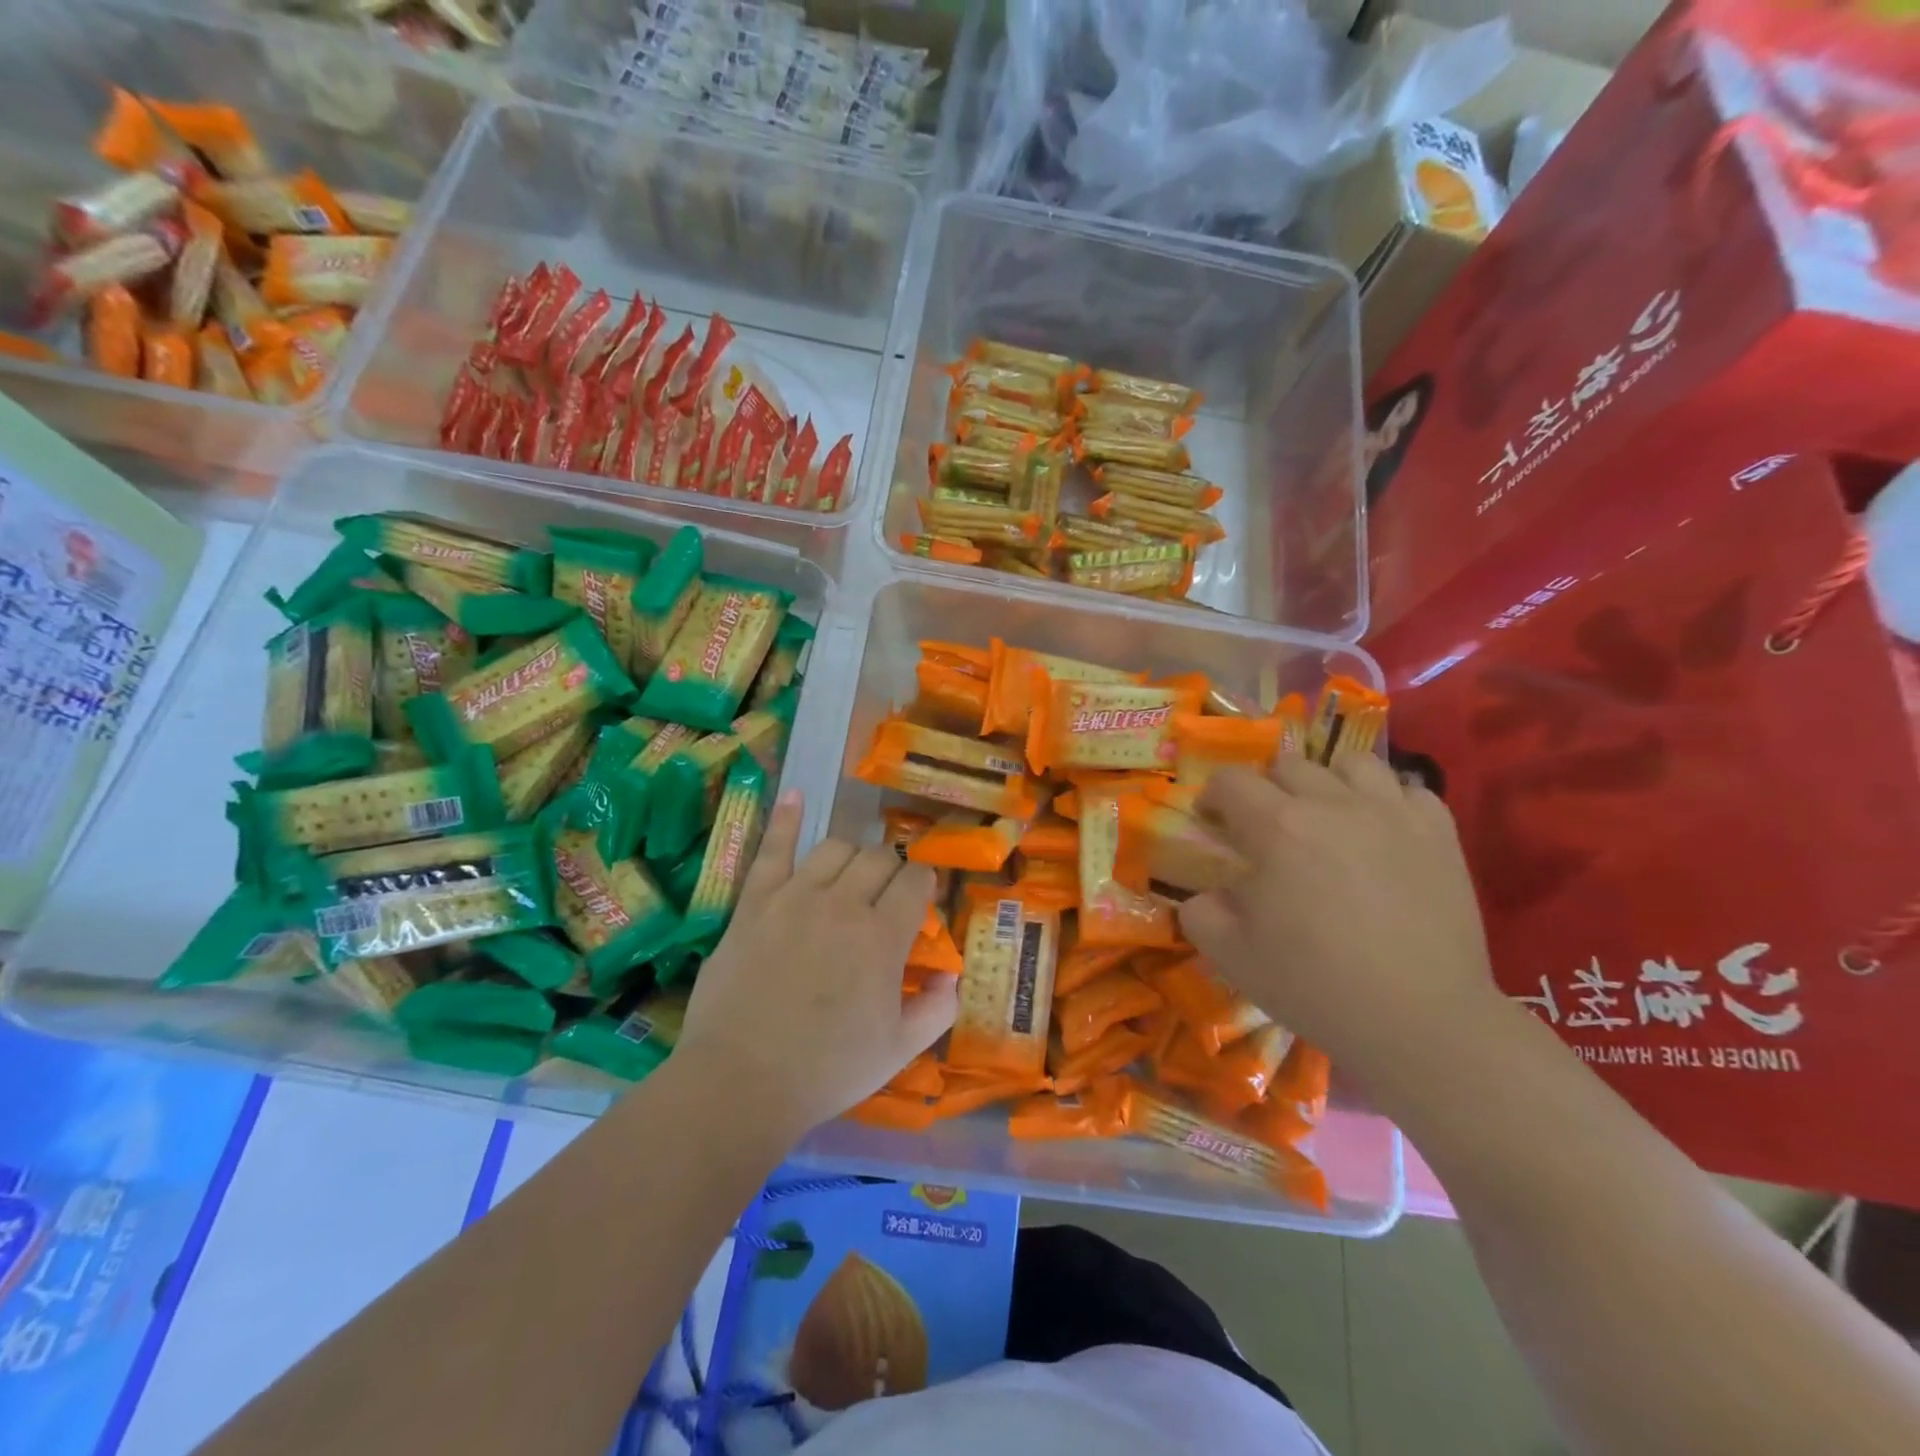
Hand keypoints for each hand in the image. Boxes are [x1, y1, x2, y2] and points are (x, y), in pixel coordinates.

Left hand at [677, 789, 958, 1139]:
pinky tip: (795, 795)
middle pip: (878, 859)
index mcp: (883, 937)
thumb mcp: (898, 1050)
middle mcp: (844, 904)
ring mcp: (795, 897)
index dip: (923, 885)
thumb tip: (952, 975)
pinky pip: (772, 850)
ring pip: (835, 848)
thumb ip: (937, 1009)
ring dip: (851, 855)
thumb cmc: (827, 1070)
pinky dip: (785, 819)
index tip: (920, 897)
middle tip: (885, 895)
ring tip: (850, 874)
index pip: (915, 883)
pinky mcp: (755, 903)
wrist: (741, 1081)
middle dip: (890, 870)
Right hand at [1178, 753, 1504, 1093]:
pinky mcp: (1440, 833)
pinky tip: (1383, 833)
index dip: (1213, 797)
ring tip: (1329, 818)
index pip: (1231, 780)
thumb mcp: (1231, 956)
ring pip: (1351, 763)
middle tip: (1268, 829)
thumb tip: (1205, 894)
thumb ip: (1200, 913)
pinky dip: (1389, 802)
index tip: (1213, 823)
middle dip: (1267, 789)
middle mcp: (1332, 804)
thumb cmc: (1316, 985)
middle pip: (1288, 765)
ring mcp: (1392, 813)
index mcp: (1276, 827)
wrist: (1421, 1021)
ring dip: (1329, 782)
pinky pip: (1410, 790)